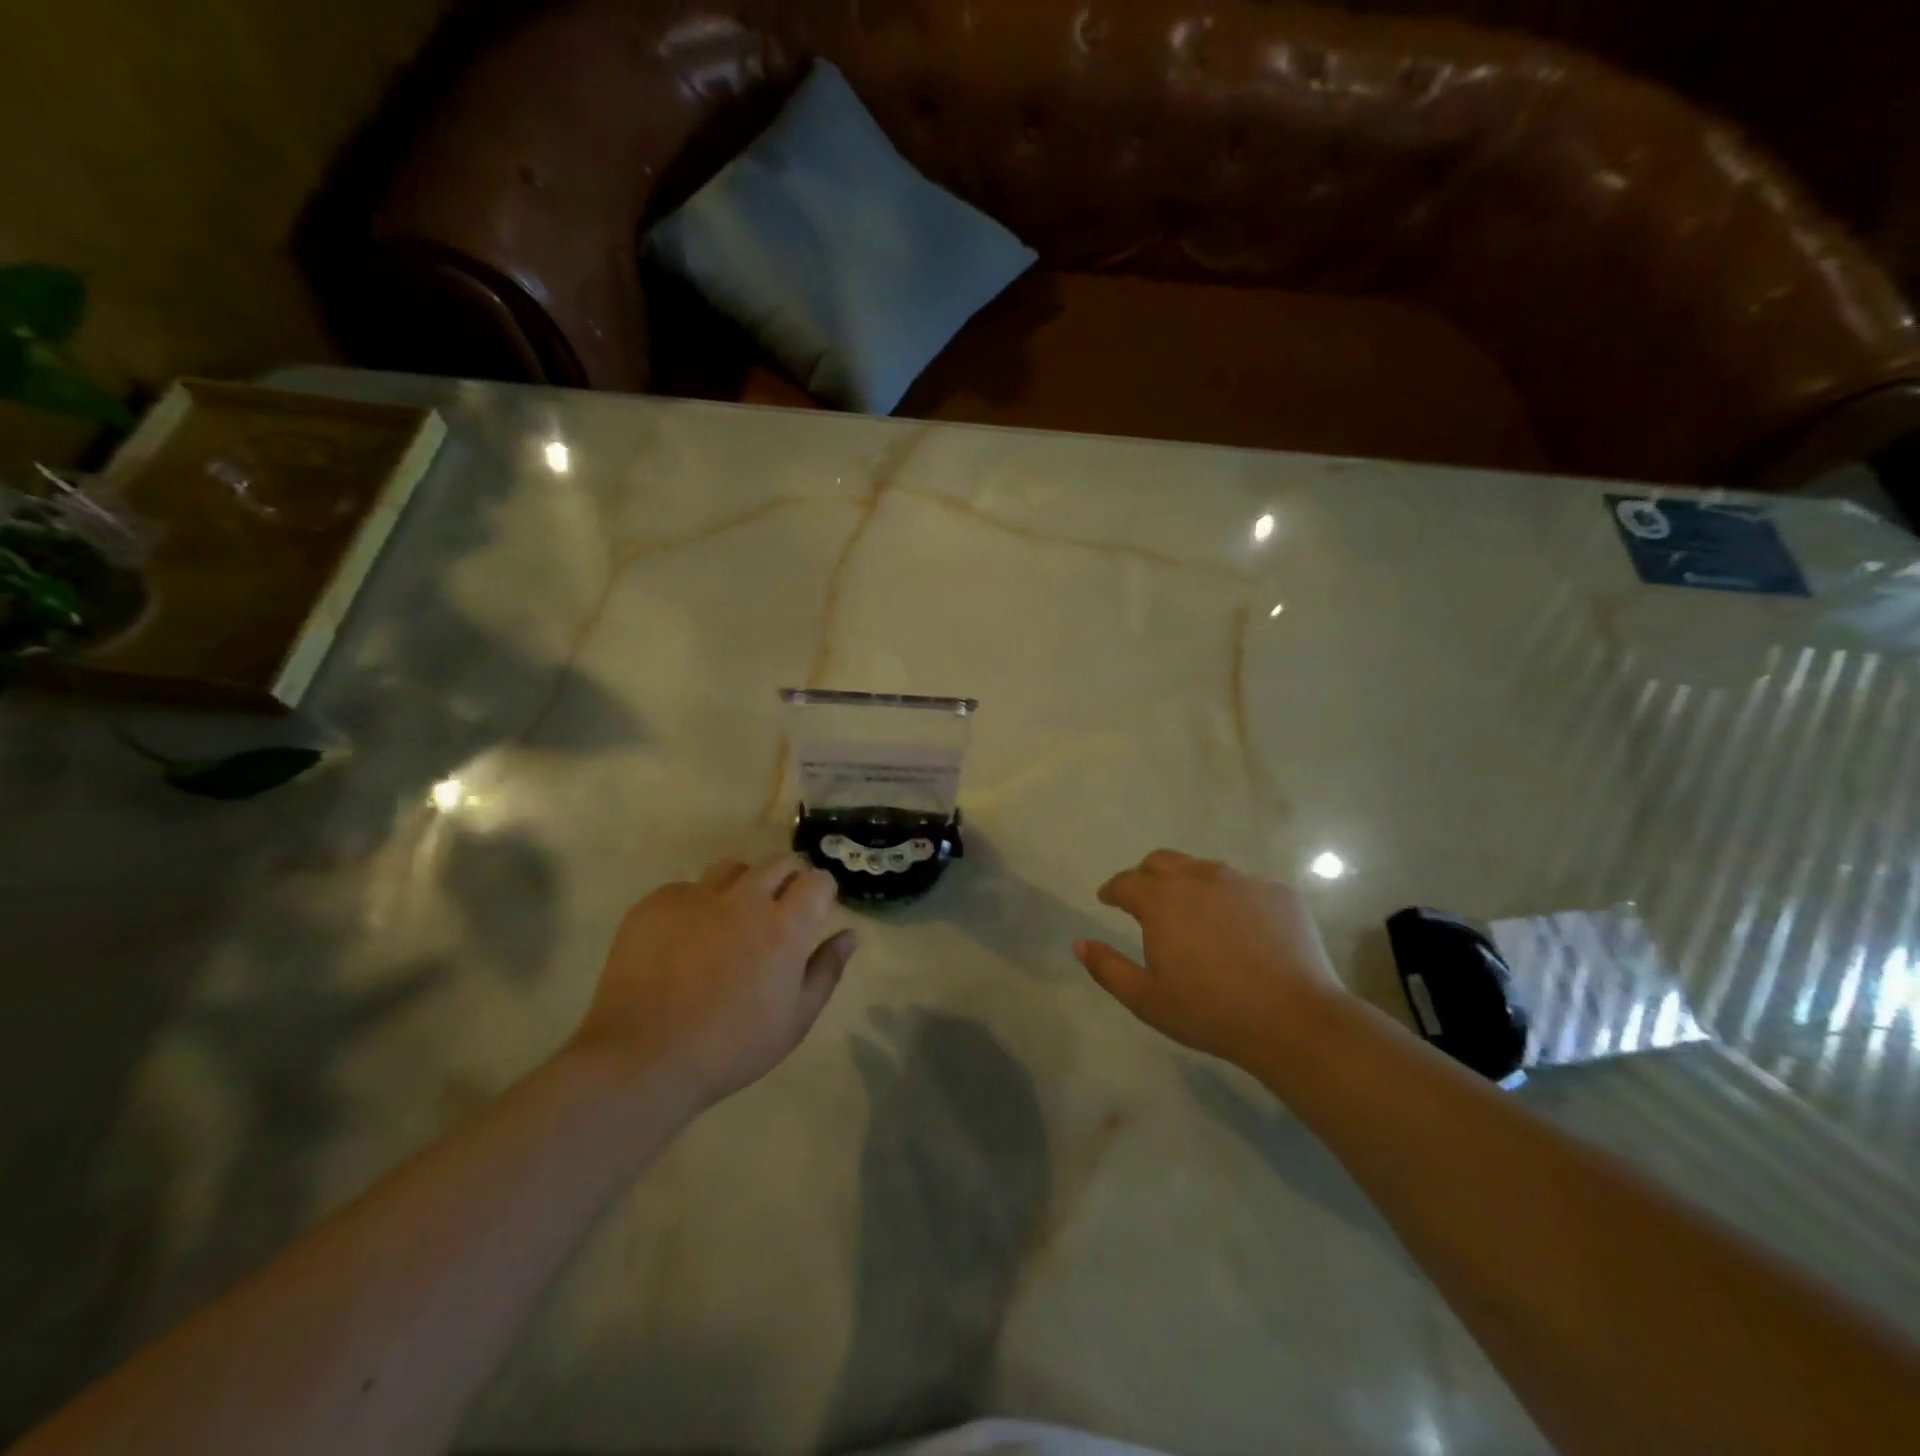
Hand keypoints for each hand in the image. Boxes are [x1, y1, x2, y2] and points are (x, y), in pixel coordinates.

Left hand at [571, 856, 855, 1107]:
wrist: (641, 1057)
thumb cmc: (730, 1047)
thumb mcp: (794, 1020)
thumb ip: (826, 970)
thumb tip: (849, 935)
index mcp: (785, 925)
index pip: (817, 880)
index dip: (820, 893)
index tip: (814, 912)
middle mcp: (745, 898)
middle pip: (778, 863)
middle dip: (786, 881)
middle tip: (775, 916)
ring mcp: (697, 896)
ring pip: (732, 868)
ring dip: (742, 886)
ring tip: (731, 920)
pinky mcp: (656, 903)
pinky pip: (687, 888)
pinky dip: (696, 904)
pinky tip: (685, 939)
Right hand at [1075, 850, 1341, 1067]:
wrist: (1293, 1019)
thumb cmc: (1210, 1011)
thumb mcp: (1146, 999)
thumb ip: (1107, 968)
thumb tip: (1080, 944)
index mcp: (1162, 899)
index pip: (1126, 882)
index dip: (1112, 890)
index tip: (1107, 899)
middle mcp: (1200, 878)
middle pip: (1163, 862)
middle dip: (1146, 876)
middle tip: (1145, 899)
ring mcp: (1243, 882)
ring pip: (1205, 870)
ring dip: (1190, 884)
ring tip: (1193, 913)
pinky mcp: (1279, 894)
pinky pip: (1245, 887)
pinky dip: (1231, 900)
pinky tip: (1239, 929)